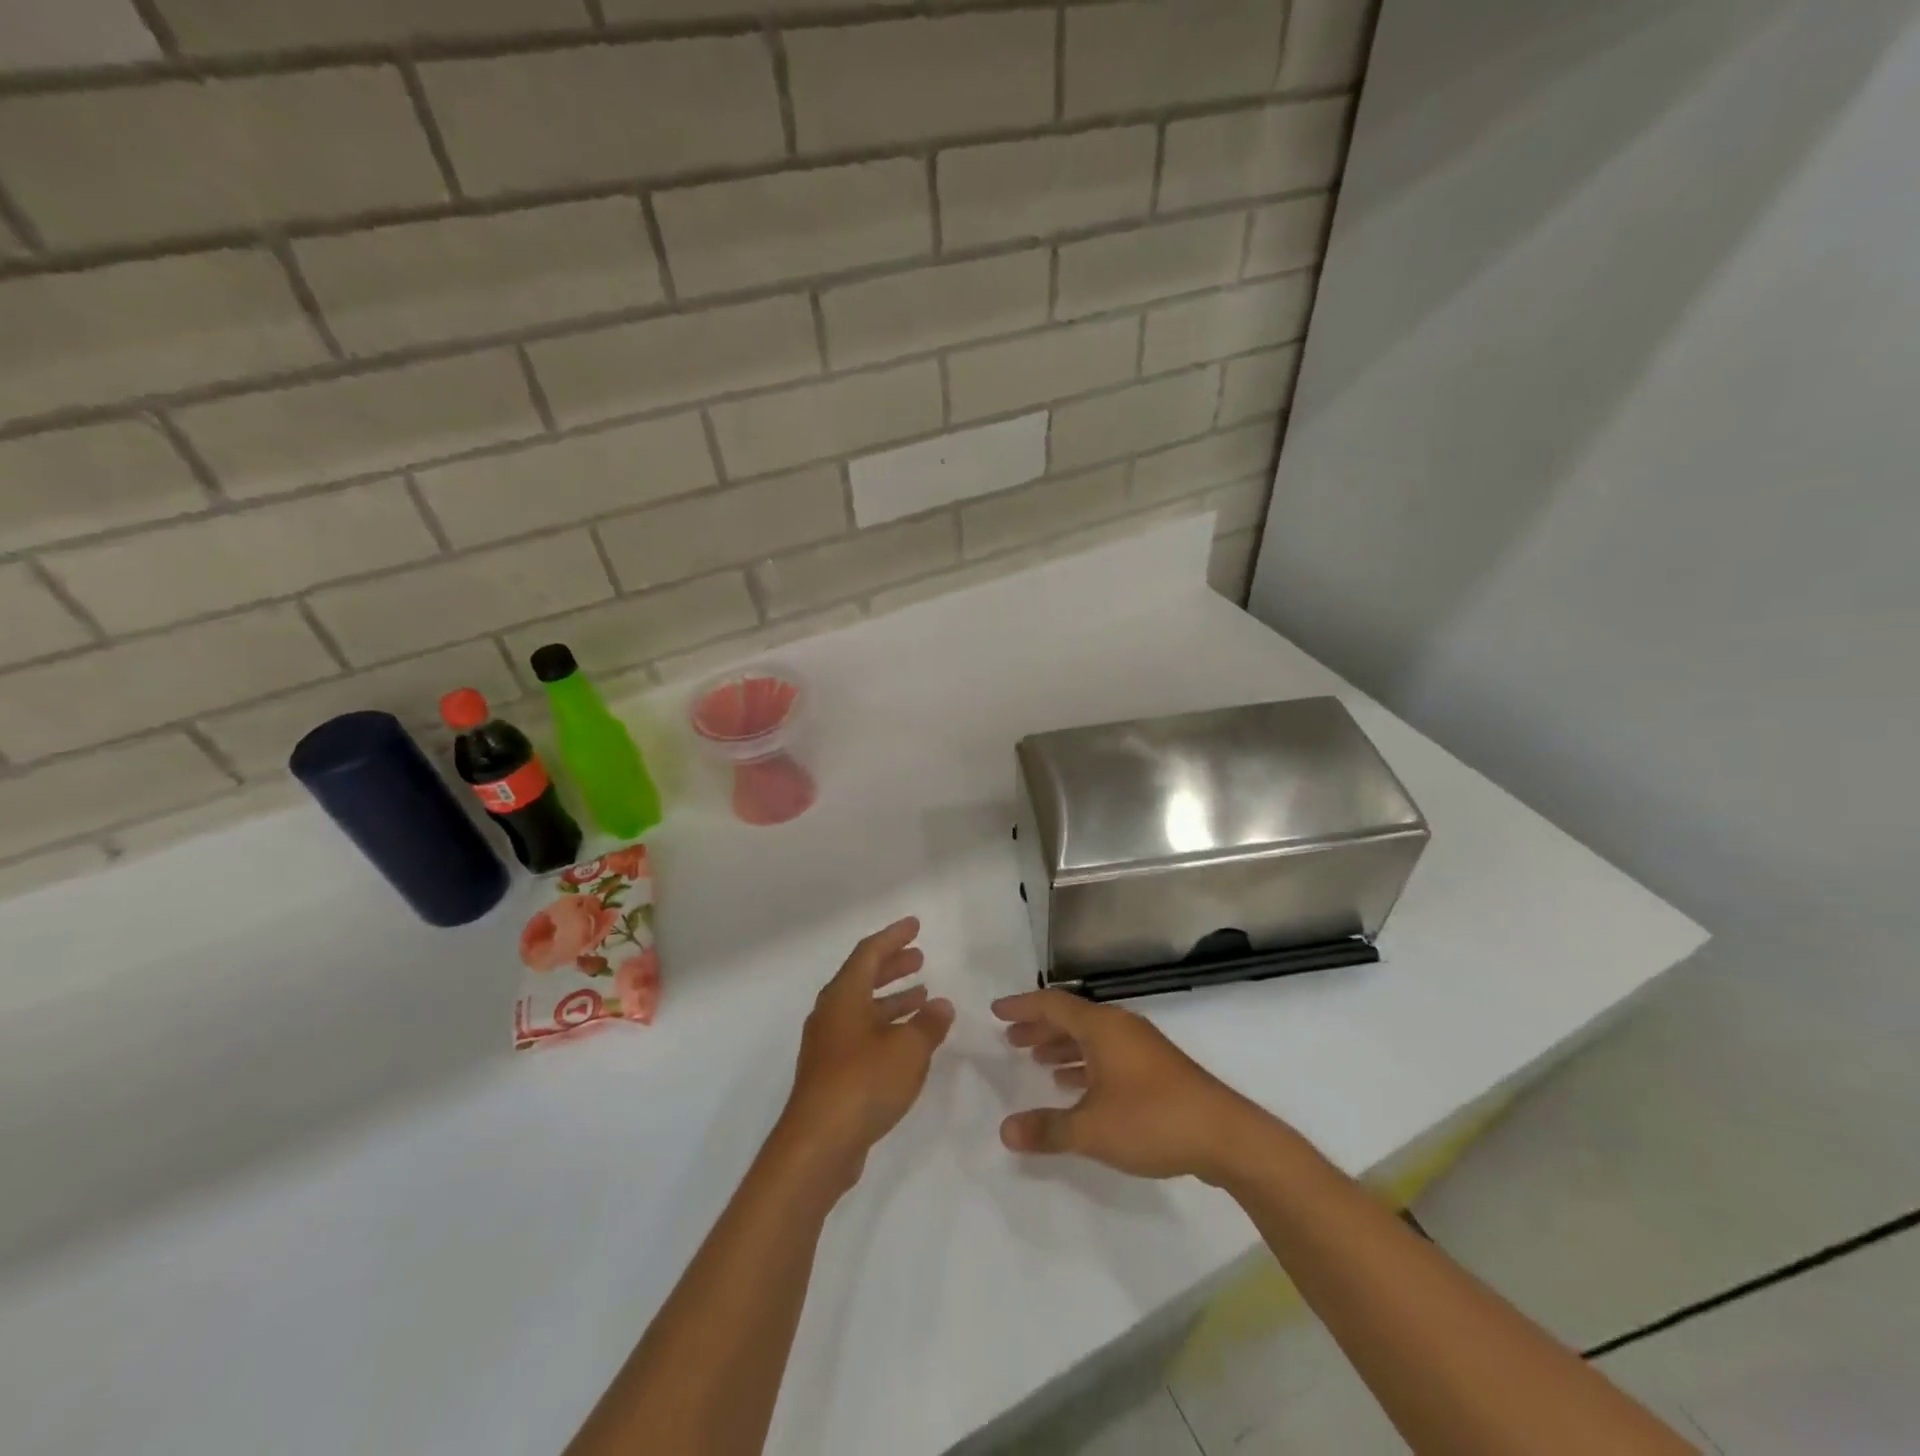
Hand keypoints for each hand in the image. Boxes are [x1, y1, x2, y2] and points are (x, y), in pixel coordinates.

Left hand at [777, 917, 954, 1185]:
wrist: (818, 1145)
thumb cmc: (863, 1082)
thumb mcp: (908, 1049)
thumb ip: (928, 1024)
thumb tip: (941, 1005)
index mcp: (844, 996)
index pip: (869, 953)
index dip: (893, 937)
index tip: (915, 926)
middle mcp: (831, 1014)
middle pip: (863, 977)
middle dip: (892, 966)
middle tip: (919, 958)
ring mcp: (828, 1045)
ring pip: (863, 1009)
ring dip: (892, 999)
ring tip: (923, 996)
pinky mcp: (831, 1074)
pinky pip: (862, 1035)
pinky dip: (886, 1027)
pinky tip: (908, 1041)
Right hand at [993, 990, 1266, 1181]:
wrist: (1225, 1136)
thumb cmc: (1152, 1120)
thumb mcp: (1092, 1129)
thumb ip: (1047, 1129)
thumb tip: (1005, 1130)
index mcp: (1102, 1027)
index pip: (1052, 1004)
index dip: (1022, 1007)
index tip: (996, 1012)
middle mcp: (1120, 1027)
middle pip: (1071, 1018)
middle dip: (1039, 1027)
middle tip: (1011, 1039)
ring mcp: (1142, 1047)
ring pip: (1091, 1037)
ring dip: (1062, 1045)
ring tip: (1037, 1061)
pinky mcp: (1156, 1069)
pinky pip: (1108, 1054)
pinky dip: (1085, 1063)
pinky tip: (1074, 1085)